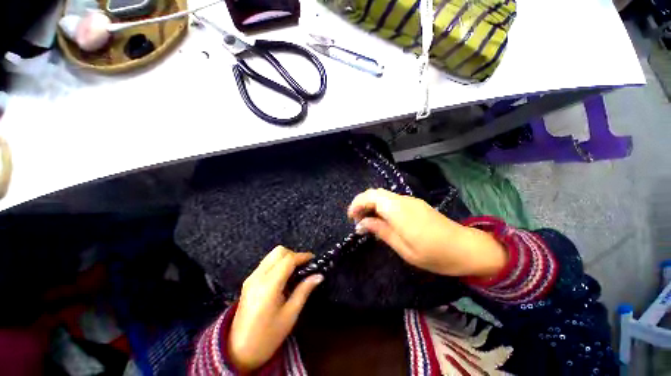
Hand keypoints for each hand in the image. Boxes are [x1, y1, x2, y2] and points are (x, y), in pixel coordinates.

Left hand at [229, 246, 322, 372]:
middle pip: (279, 252)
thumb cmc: (267, 336)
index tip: (314, 259)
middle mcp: (258, 276)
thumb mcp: (290, 315)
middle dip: (294, 255)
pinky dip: (278, 263)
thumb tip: (319, 275)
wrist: (238, 351)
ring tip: (295, 271)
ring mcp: (251, 277)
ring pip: (272, 255)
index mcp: (269, 285)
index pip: (288, 259)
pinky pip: (266, 263)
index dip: (303, 256)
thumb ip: (304, 290)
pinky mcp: (249, 281)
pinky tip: (283, 277)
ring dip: (286, 258)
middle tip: (303, 267)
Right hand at [348, 189, 506, 277]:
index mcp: (398, 210)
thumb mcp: (403, 248)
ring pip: (383, 196)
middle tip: (358, 221)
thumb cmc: (434, 254)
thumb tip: (361, 224)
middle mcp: (403, 200)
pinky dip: (381, 207)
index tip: (351, 218)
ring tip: (368, 222)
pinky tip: (383, 220)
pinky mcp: (415, 204)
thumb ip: (381, 231)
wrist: (467, 249)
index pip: (371, 196)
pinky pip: (392, 200)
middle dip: (362, 203)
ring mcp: (410, 201)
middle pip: (375, 193)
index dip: (357, 204)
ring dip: (371, 205)